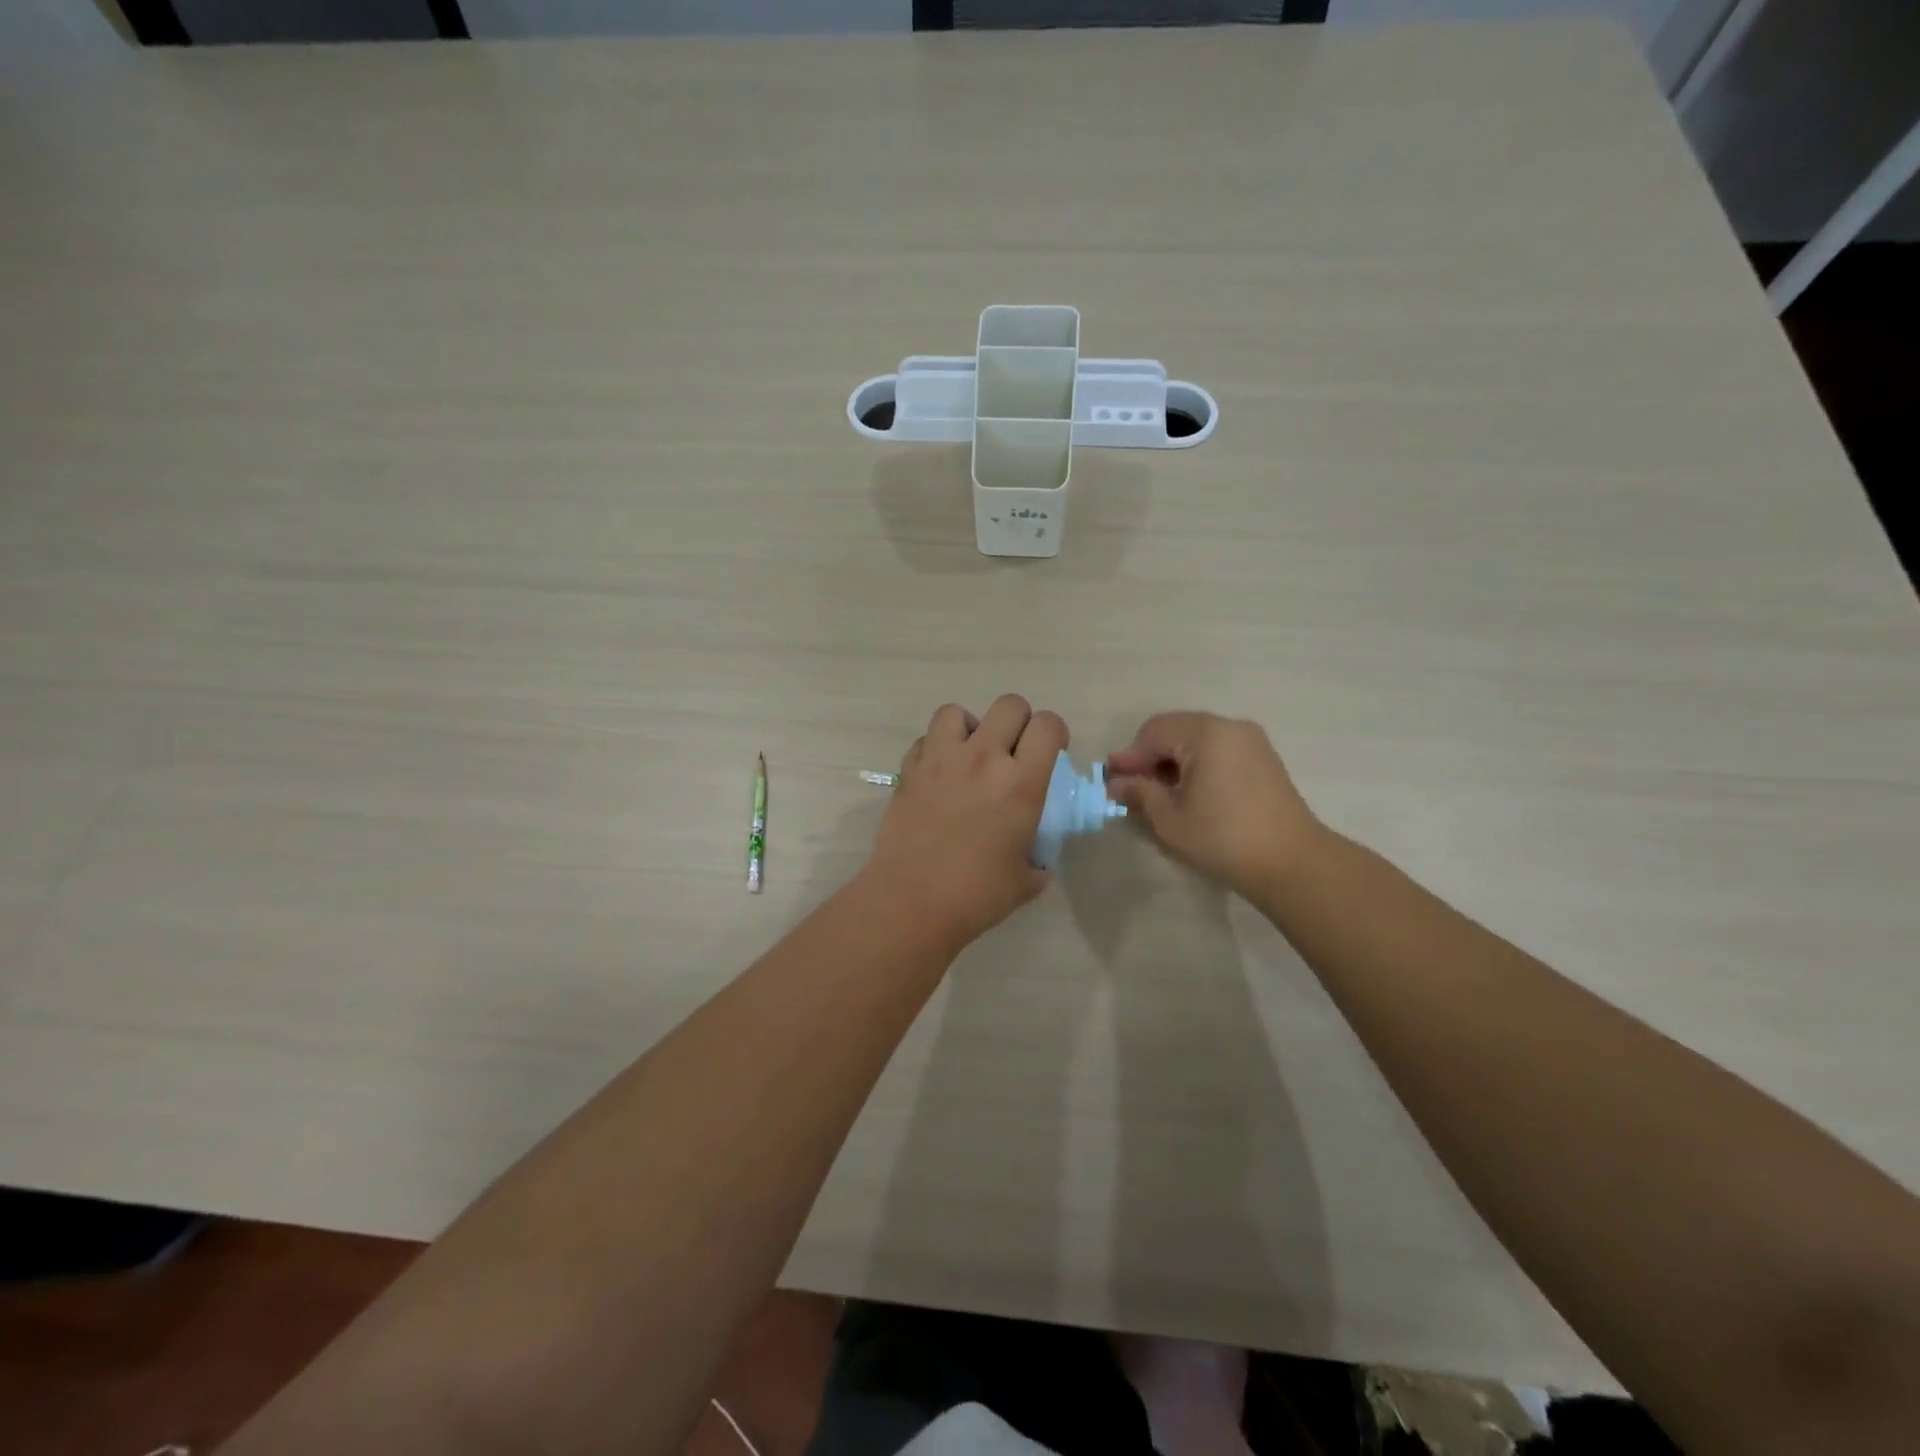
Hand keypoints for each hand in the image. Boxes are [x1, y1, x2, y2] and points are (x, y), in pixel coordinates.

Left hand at [861, 695, 1068, 948]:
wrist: (912, 902)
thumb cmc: (976, 895)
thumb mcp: (1026, 880)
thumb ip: (1038, 860)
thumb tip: (1038, 860)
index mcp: (1021, 783)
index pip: (1047, 724)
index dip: (1054, 732)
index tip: (1051, 751)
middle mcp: (983, 759)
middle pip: (1009, 705)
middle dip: (1018, 722)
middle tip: (1013, 751)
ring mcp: (941, 760)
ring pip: (958, 711)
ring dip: (970, 728)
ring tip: (969, 755)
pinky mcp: (909, 770)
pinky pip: (925, 739)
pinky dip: (935, 748)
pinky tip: (939, 775)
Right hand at [1104, 712, 1321, 898]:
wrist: (1292, 862)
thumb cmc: (1223, 838)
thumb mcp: (1170, 820)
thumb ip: (1140, 794)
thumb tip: (1116, 784)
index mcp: (1204, 733)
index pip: (1153, 733)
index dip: (1130, 757)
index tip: (1112, 782)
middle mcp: (1228, 726)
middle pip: (1175, 730)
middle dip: (1150, 756)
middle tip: (1133, 787)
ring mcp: (1250, 740)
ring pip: (1196, 738)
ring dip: (1173, 760)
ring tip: (1160, 793)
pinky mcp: (1263, 757)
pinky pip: (1218, 748)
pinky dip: (1197, 763)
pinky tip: (1190, 792)